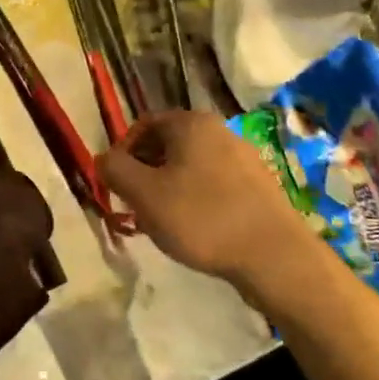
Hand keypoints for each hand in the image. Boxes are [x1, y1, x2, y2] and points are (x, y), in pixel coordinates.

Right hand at [98, 111, 312, 288]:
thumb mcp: (144, 195)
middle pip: (168, 144)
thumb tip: (103, 159)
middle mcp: (219, 130)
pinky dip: (197, 198)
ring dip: (170, 187)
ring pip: (191, 165)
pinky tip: (196, 229)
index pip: (143, 125)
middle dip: (146, 172)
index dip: (123, 153)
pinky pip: (215, 182)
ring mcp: (243, 156)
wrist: (275, 256)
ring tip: (164, 222)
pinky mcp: (258, 184)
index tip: (116, 185)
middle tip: (136, 206)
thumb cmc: (202, 218)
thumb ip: (115, 170)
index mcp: (191, 123)